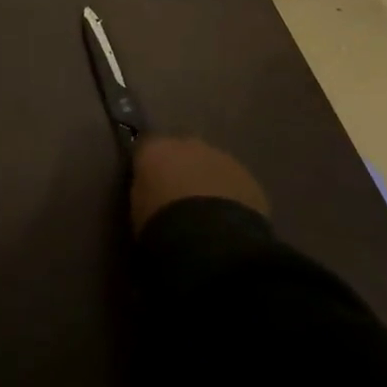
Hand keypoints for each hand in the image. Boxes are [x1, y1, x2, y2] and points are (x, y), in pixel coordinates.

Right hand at [129, 135, 269, 233]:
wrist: (211, 243)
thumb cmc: (162, 226)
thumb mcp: (138, 210)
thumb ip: (143, 192)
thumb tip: (150, 192)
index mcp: (154, 149)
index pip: (146, 148)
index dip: (149, 166)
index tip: (149, 184)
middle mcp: (187, 144)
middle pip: (181, 151)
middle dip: (181, 168)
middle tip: (179, 197)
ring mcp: (221, 157)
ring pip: (210, 164)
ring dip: (207, 181)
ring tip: (207, 213)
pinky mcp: (248, 177)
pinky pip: (234, 183)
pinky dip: (230, 195)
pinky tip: (227, 219)